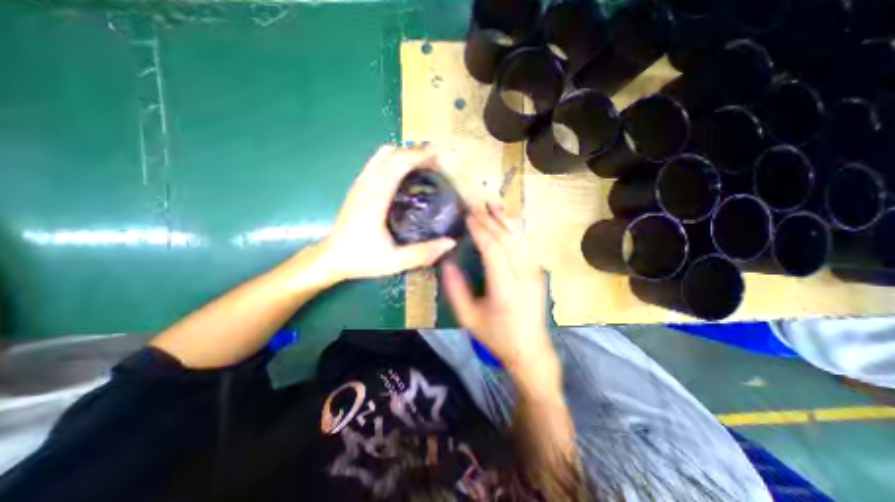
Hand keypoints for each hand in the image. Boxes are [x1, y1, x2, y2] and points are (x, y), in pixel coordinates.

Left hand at [319, 147, 456, 283]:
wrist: (331, 257)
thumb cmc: (361, 259)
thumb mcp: (393, 262)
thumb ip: (422, 253)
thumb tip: (450, 242)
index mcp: (374, 199)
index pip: (397, 164)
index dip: (419, 156)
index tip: (439, 157)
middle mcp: (366, 185)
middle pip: (391, 154)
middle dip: (415, 152)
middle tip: (437, 163)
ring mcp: (360, 184)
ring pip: (382, 155)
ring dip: (404, 154)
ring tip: (424, 165)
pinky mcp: (358, 187)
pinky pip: (377, 163)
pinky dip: (394, 160)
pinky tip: (405, 174)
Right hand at [442, 202, 556, 387]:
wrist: (530, 349)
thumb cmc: (497, 336)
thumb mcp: (469, 318)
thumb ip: (456, 290)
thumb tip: (447, 262)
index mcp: (506, 288)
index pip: (493, 250)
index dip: (480, 231)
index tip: (468, 216)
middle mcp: (524, 276)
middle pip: (507, 240)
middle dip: (490, 220)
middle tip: (475, 206)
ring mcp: (535, 273)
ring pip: (520, 239)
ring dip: (505, 220)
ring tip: (493, 204)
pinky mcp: (538, 273)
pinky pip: (526, 245)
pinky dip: (516, 229)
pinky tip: (508, 220)